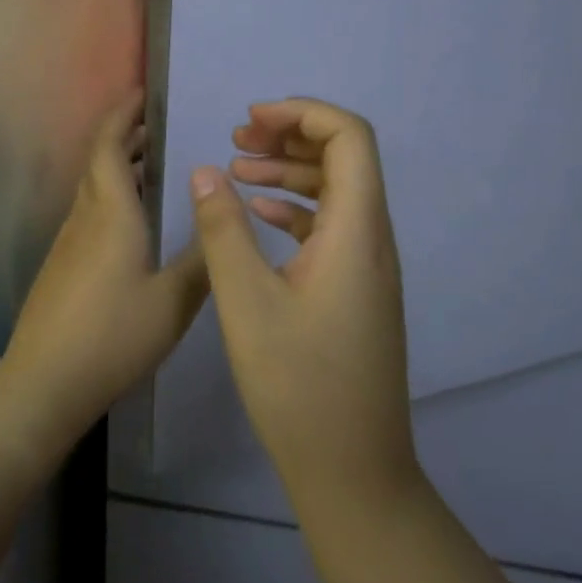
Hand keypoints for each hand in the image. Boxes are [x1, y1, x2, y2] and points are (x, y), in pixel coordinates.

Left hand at [0, 92, 208, 447]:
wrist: (45, 382)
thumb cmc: (113, 336)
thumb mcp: (172, 302)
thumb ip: (202, 260)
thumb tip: (222, 217)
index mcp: (111, 213)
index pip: (110, 145)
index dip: (124, 114)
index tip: (145, 93)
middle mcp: (85, 217)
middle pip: (99, 160)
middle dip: (125, 135)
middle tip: (159, 125)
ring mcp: (68, 242)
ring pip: (93, 187)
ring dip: (119, 166)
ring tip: (154, 165)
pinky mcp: (62, 265)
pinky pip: (89, 212)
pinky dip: (112, 196)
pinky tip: (134, 220)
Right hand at [190, 98, 419, 507]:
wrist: (352, 469)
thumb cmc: (298, 385)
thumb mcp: (247, 302)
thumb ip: (224, 230)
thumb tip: (208, 171)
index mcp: (356, 231)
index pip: (349, 138)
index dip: (302, 113)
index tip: (250, 120)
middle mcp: (373, 239)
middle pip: (345, 158)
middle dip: (291, 136)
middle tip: (237, 138)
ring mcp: (368, 267)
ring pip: (336, 193)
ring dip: (291, 171)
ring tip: (238, 169)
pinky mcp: (356, 291)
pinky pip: (331, 227)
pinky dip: (296, 208)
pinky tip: (259, 214)